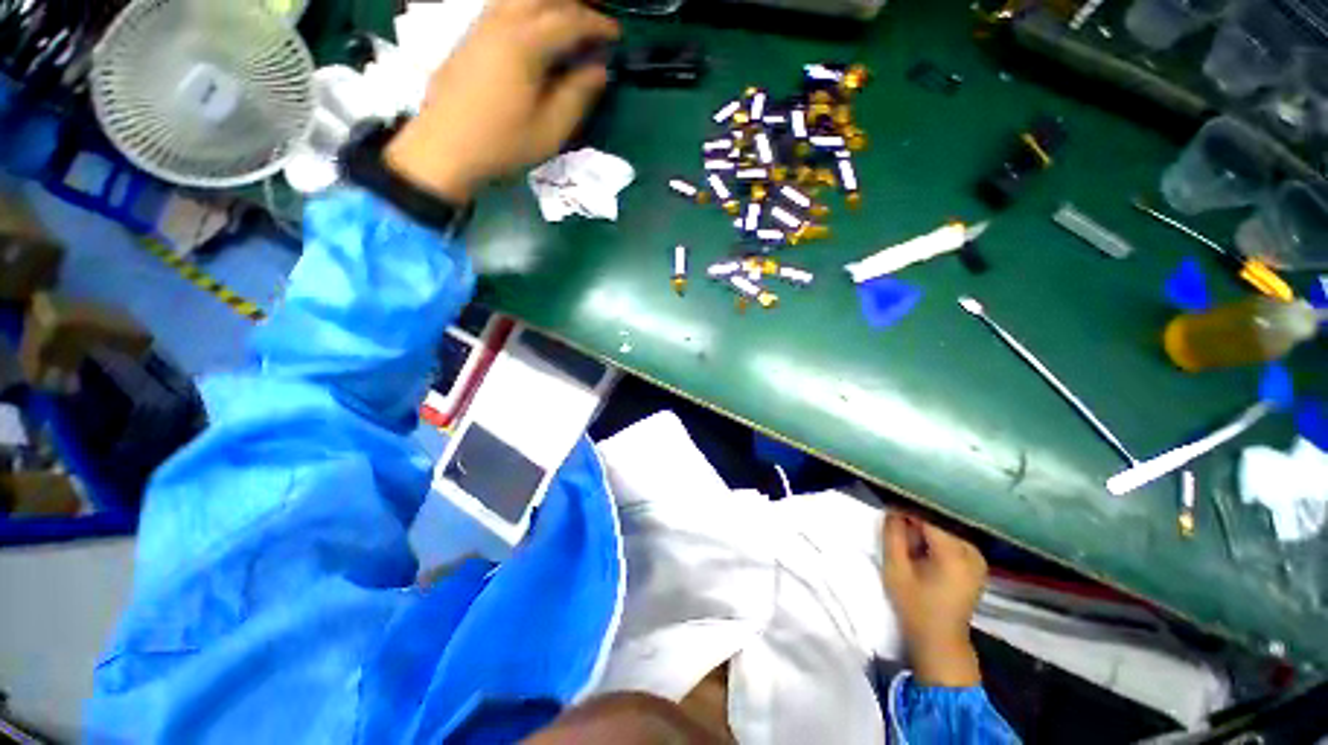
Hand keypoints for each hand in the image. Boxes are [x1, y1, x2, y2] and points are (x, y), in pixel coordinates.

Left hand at [384, 0, 619, 202]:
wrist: (446, 148)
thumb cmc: (502, 144)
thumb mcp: (550, 130)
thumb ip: (577, 96)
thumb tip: (599, 69)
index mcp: (524, 45)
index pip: (568, 19)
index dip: (597, 24)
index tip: (615, 35)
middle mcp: (501, 22)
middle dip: (573, 3)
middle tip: (593, 22)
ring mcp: (482, 25)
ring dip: (550, 3)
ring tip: (569, 22)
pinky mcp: (471, 35)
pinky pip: (504, 4)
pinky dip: (528, 7)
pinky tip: (538, 28)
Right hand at [882, 512, 986, 686]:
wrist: (940, 640)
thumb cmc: (915, 606)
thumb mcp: (895, 569)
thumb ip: (893, 535)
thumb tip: (893, 510)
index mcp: (955, 554)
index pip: (928, 517)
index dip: (906, 511)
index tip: (889, 512)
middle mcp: (972, 552)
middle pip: (938, 522)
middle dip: (915, 524)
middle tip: (899, 538)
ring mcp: (978, 558)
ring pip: (944, 530)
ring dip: (925, 533)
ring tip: (911, 549)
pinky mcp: (977, 564)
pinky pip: (952, 540)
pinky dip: (936, 541)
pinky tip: (924, 554)